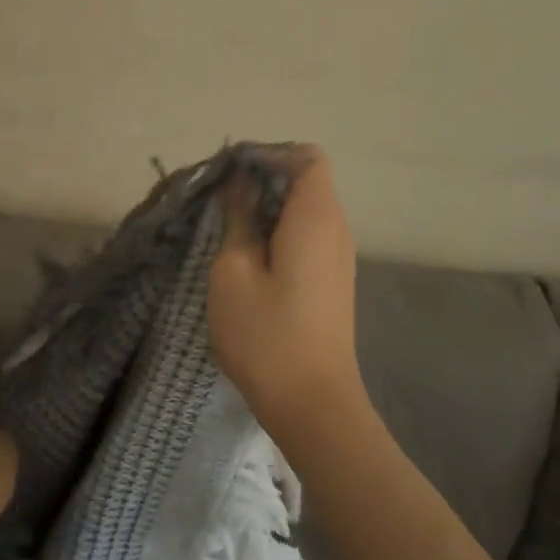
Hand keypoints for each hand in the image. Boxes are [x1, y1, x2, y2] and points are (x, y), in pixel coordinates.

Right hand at [208, 146, 371, 450]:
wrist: (313, 405)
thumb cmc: (266, 335)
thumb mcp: (234, 270)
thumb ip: (238, 217)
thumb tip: (239, 182)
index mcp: (317, 217)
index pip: (306, 156)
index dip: (268, 154)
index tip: (230, 174)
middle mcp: (337, 229)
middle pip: (307, 179)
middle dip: (263, 180)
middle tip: (220, 202)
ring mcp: (339, 257)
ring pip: (306, 209)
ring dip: (268, 209)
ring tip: (229, 229)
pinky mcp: (332, 281)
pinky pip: (308, 236)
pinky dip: (279, 232)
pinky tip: (249, 258)